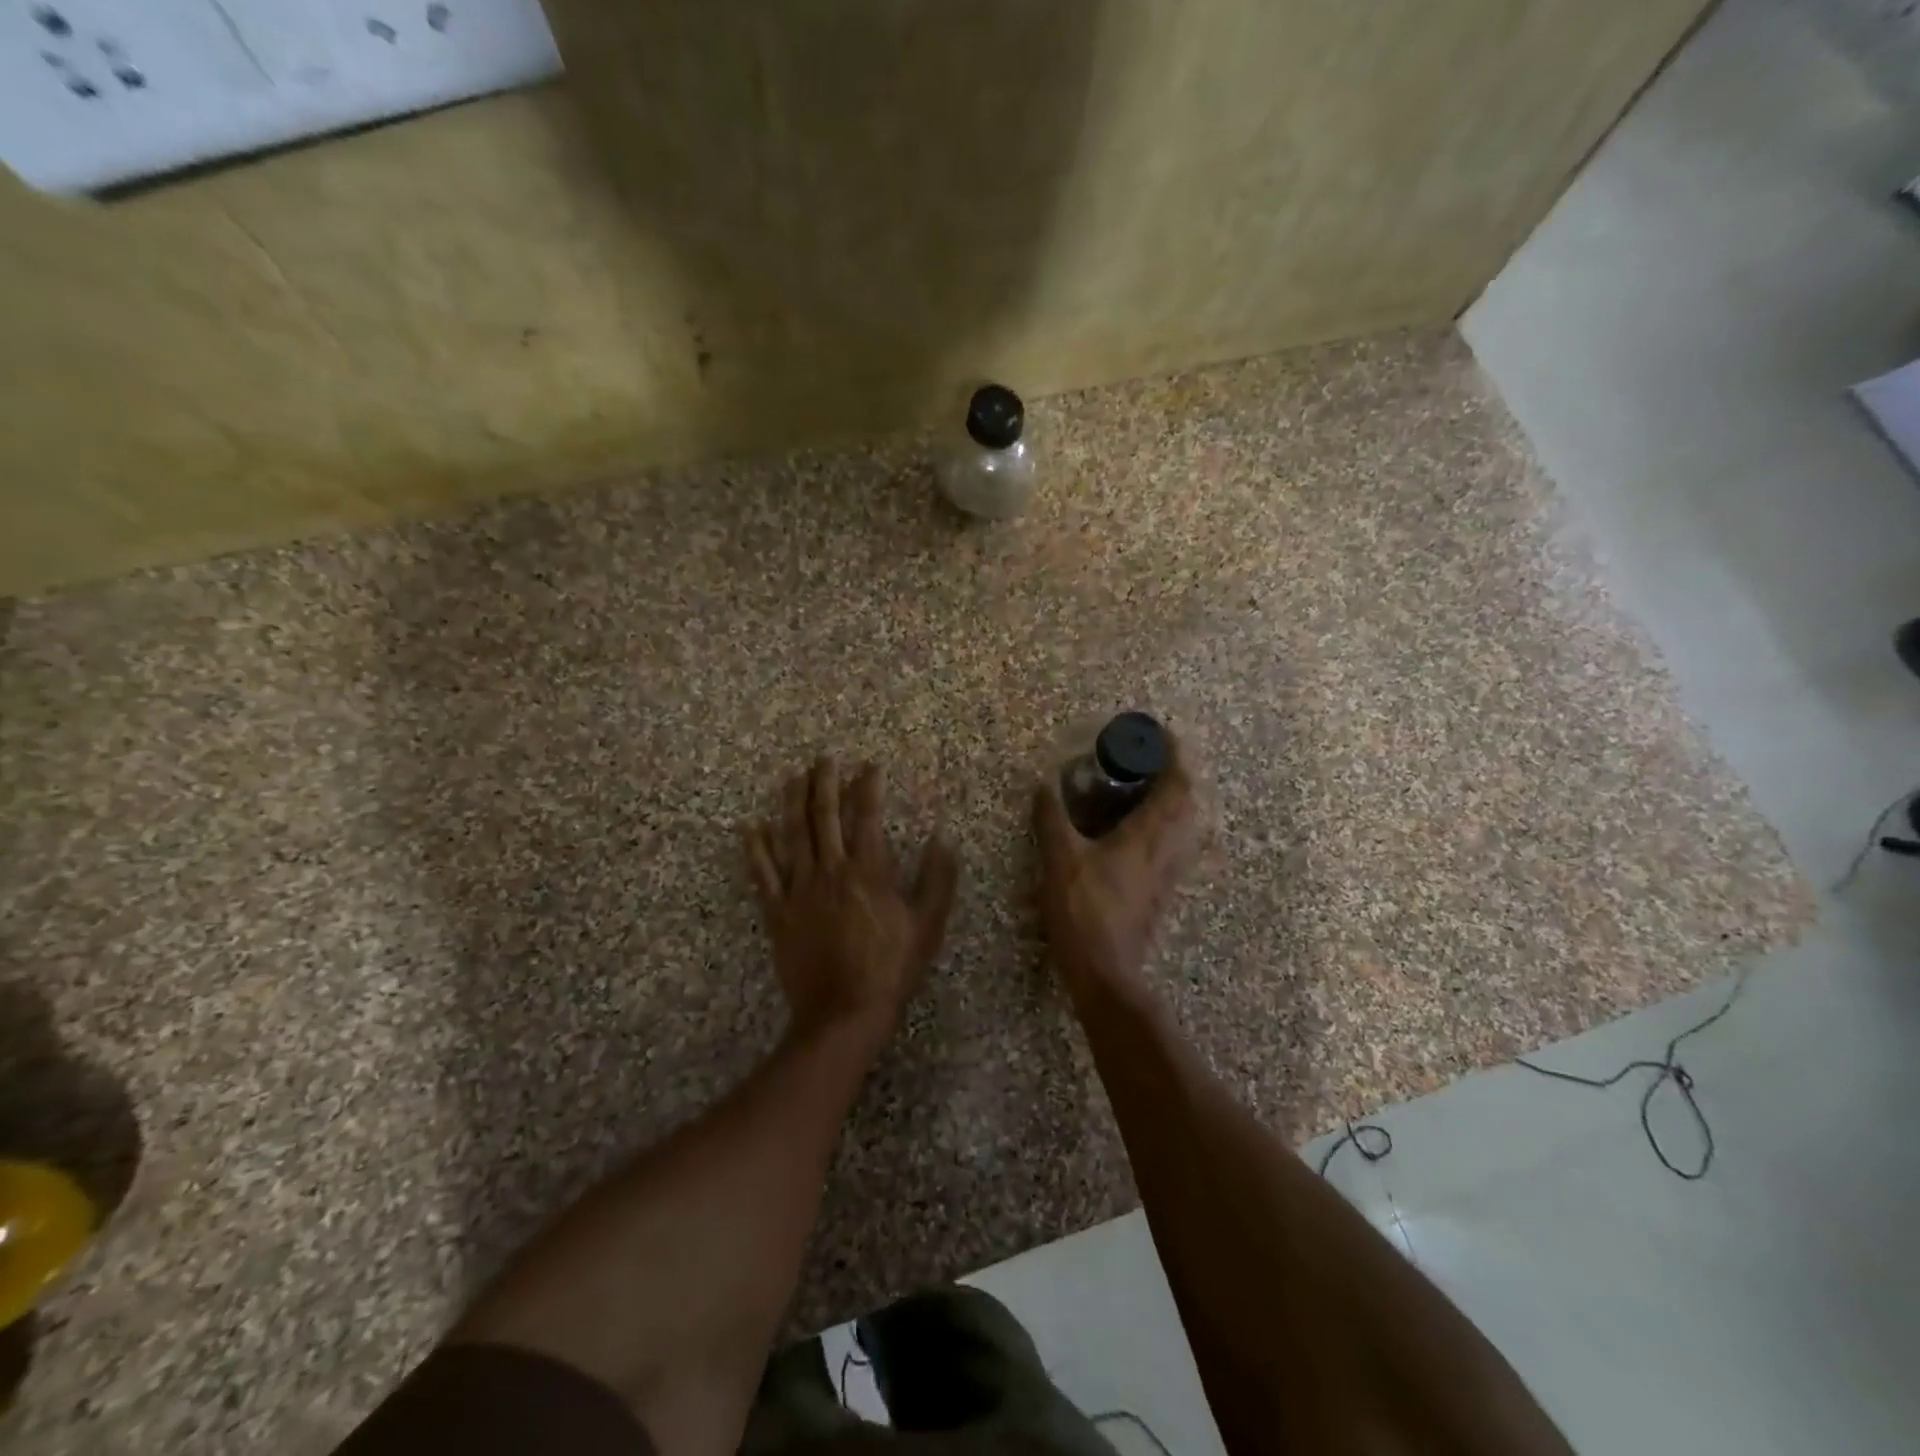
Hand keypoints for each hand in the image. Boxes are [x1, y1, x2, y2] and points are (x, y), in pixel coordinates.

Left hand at [745, 758, 959, 1045]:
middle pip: (824, 816)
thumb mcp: (927, 925)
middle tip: (823, 758)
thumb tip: (942, 839)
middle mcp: (830, 870)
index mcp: (868, 871)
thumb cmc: (891, 969)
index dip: (867, 786)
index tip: (868, 765)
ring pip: (792, 835)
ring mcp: (799, 890)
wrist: (843, 1014)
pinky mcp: (778, 912)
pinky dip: (756, 848)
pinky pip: (762, 873)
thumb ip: (937, 879)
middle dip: (824, 783)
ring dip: (792, 802)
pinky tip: (752, 827)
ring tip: (792, 777)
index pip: (867, 816)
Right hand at [1033, 735, 1198, 999]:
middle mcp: (1168, 848)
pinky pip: (1177, 844)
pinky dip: (1167, 825)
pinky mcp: (1163, 889)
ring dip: (1174, 799)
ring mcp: (1170, 871)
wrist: (1106, 971)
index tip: (1159, 734)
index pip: (1178, 783)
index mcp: (1149, 834)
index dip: (1174, 754)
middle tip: (1147, 760)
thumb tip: (1044, 783)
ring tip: (1145, 789)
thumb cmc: (1084, 911)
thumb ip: (1051, 818)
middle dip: (1175, 773)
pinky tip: (1140, 829)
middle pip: (1189, 800)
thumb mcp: (1059, 860)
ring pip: (1187, 824)